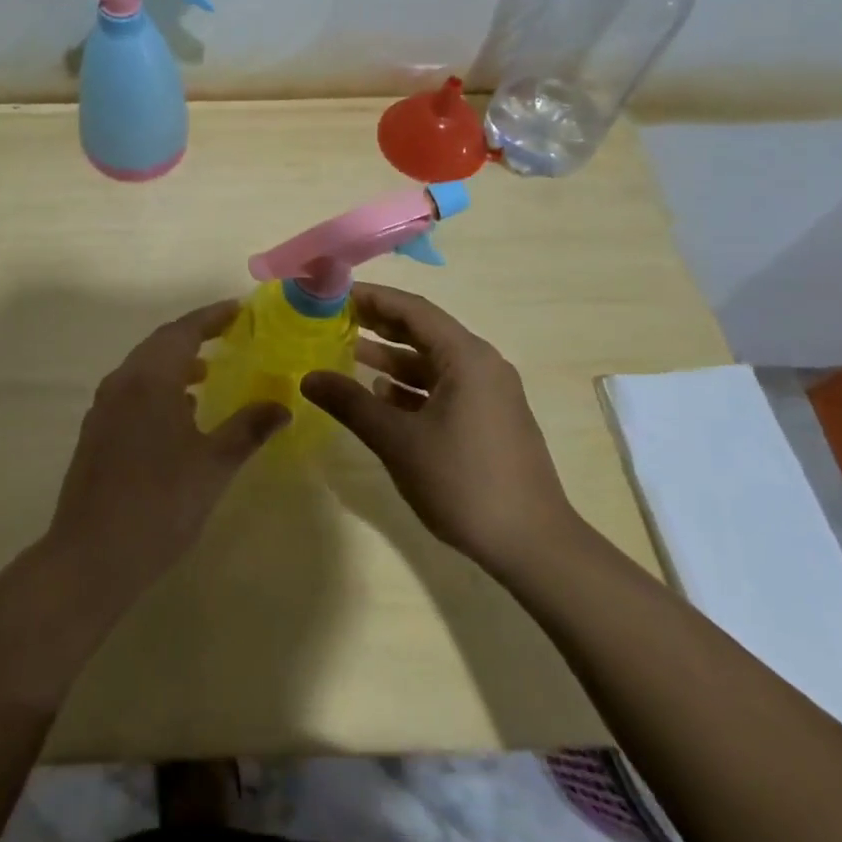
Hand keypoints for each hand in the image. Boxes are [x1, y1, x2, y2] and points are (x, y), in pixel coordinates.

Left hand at [45, 300, 289, 607]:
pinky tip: (179, 413)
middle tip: (228, 333)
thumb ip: (248, 428)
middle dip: (194, 335)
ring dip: (175, 362)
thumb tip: (282, 404)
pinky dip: (158, 386)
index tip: (239, 308)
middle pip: (160, 343)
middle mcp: (122, 382)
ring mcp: (104, 407)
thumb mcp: (214, 465)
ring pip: (143, 368)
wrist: (91, 556)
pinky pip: (132, 390)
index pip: (183, 331)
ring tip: (207, 372)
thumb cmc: (160, 504)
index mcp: (149, 379)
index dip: (212, 317)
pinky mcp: (96, 431)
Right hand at [301, 284, 577, 571]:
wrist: (533, 545)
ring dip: (392, 358)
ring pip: (432, 362)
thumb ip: (351, 404)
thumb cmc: (463, 482)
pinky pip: (443, 388)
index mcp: (466, 357)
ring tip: (346, 354)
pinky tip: (380, 397)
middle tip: (333, 320)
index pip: (412, 309)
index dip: (372, 298)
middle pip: (423, 331)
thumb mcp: (398, 441)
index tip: (334, 295)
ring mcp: (488, 394)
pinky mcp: (489, 420)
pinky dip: (410, 387)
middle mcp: (482, 365)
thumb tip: (308, 378)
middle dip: (378, 325)